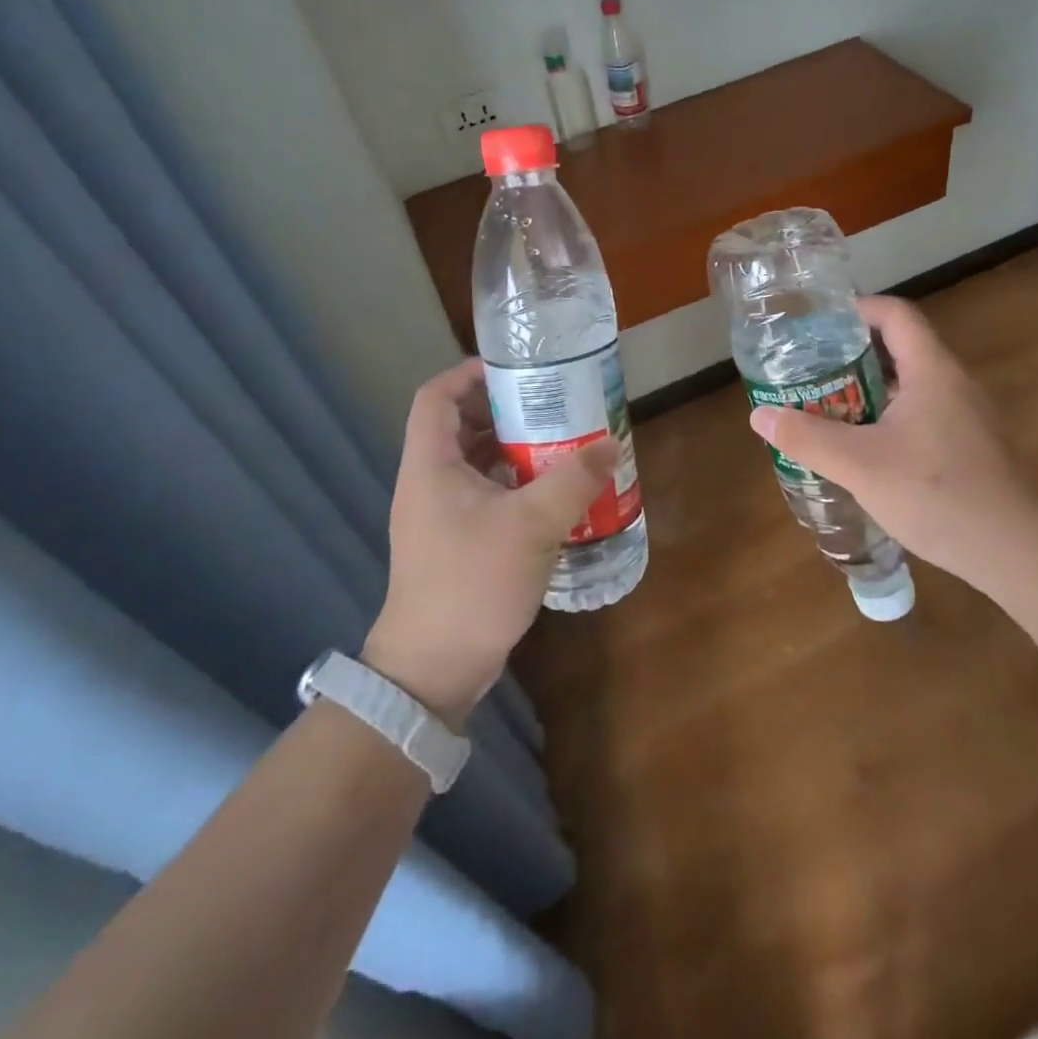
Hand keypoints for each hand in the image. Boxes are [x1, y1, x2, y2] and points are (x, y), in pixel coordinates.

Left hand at [364, 360, 618, 727]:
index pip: (436, 396)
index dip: (469, 373)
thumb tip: (609, 446)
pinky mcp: (453, 542)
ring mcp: (438, 515)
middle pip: (458, 425)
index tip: (515, 370)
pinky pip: (483, 495)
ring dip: (512, 449)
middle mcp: (428, 482)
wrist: (433, 668)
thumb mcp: (532, 524)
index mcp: (430, 465)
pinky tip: (551, 494)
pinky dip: (513, 484)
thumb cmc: (473, 582)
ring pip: (473, 463)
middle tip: (551, 406)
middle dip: (504, 410)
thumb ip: (573, 480)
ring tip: (559, 443)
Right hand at [747, 297, 1037, 582]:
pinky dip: (888, 418)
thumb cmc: (936, 493)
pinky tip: (863, 450)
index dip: (857, 310)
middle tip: (810, 370)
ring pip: (910, 386)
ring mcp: (966, 417)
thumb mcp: (859, 465)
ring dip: (868, 391)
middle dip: (852, 355)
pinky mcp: (970, 447)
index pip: (895, 315)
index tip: (818, 326)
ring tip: (826, 407)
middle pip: (900, 348)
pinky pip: (922, 415)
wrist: (1015, 551)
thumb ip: (806, 437)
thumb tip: (758, 415)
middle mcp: (953, 383)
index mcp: (931, 370)